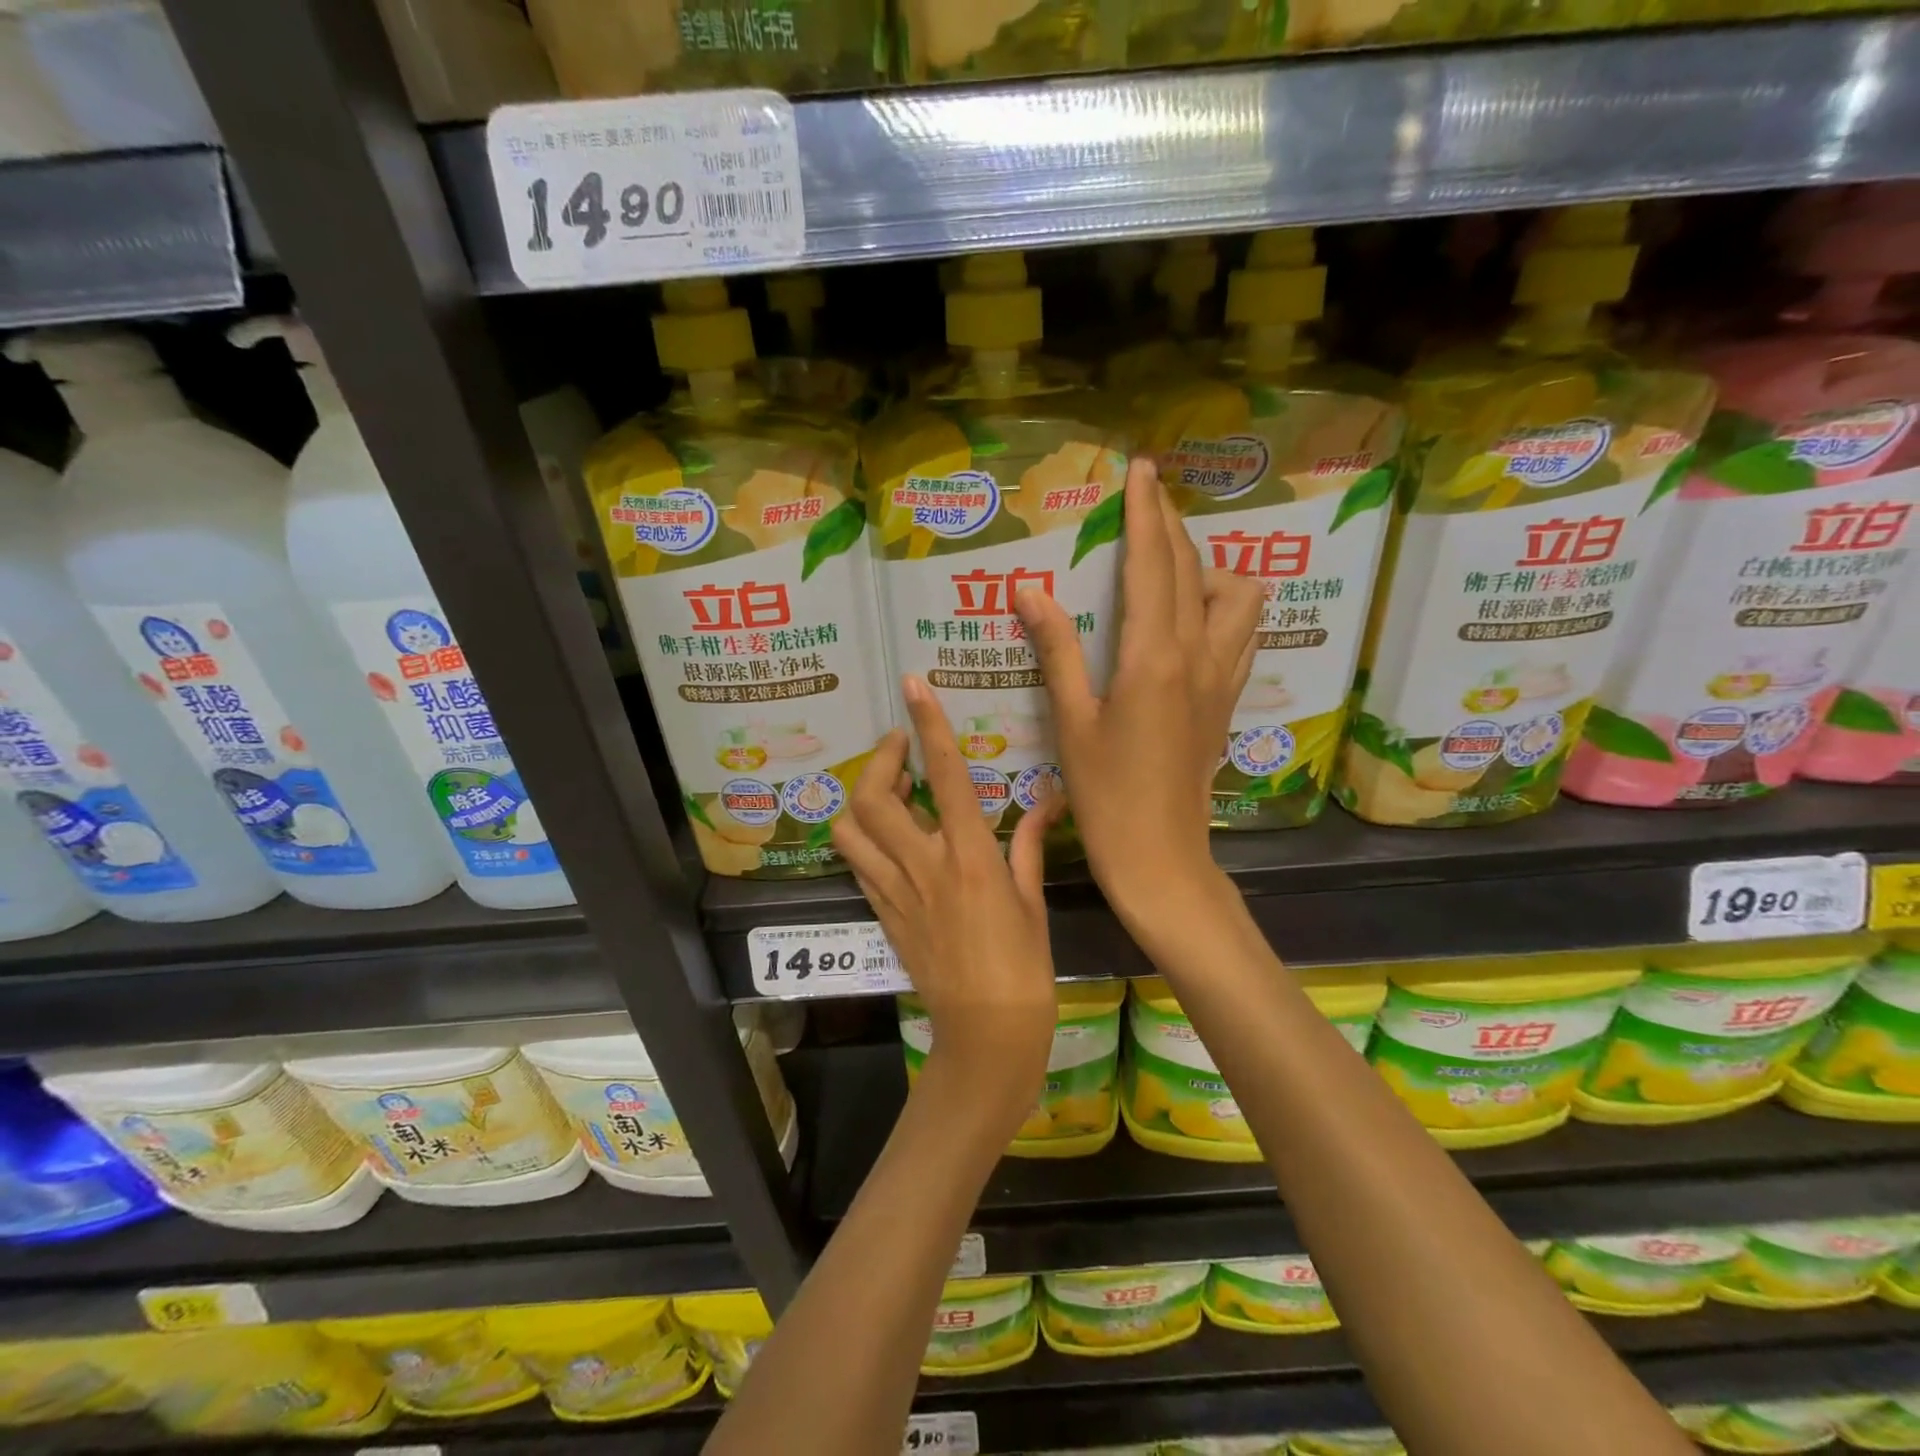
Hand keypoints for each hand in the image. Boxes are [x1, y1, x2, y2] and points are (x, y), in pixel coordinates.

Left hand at [832, 677, 1063, 1134]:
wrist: (986, 1034)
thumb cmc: (1024, 968)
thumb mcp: (1033, 900)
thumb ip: (1030, 843)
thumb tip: (1047, 798)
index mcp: (971, 856)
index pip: (947, 775)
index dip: (928, 725)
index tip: (914, 687)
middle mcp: (925, 866)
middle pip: (874, 797)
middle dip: (880, 759)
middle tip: (900, 746)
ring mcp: (896, 891)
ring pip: (851, 829)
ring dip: (863, 798)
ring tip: (891, 789)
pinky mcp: (882, 914)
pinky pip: (858, 864)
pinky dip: (864, 837)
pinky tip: (887, 834)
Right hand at [1017, 456, 1262, 938]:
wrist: (1161, 856)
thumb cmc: (1105, 795)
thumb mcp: (1071, 722)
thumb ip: (1056, 650)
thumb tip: (1029, 590)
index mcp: (1154, 657)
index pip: (1154, 565)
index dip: (1146, 513)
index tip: (1141, 470)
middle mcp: (1199, 656)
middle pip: (1196, 568)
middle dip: (1172, 524)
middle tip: (1148, 498)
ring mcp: (1222, 677)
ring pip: (1239, 596)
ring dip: (1210, 567)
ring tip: (1173, 568)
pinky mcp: (1227, 699)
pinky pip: (1242, 632)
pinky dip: (1225, 605)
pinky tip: (1196, 617)